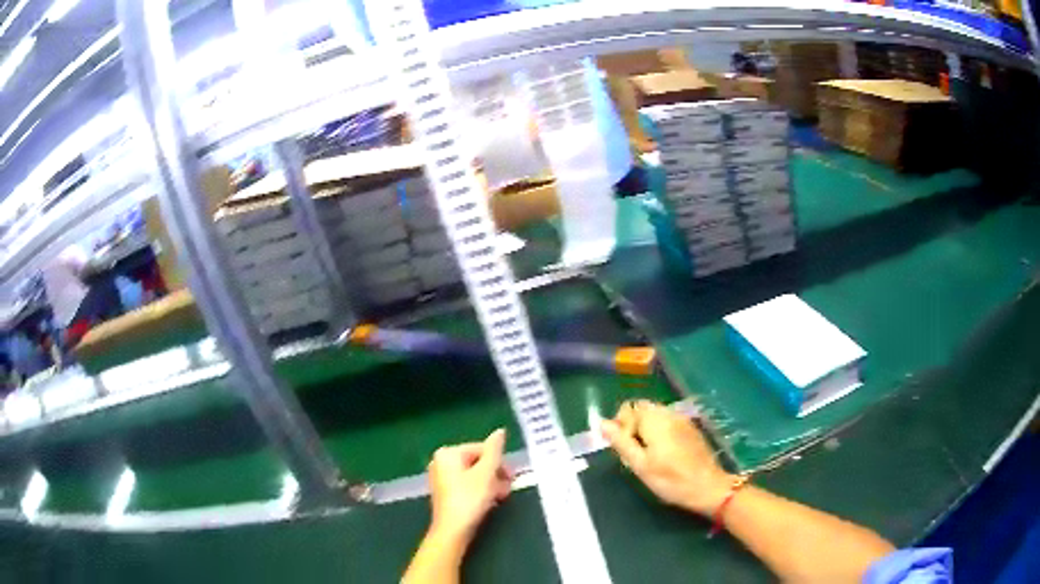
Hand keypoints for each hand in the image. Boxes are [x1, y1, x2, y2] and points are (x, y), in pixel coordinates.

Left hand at [427, 428, 513, 545]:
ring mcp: (442, 478)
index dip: (499, 462)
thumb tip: (500, 431)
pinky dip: (481, 491)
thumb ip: (494, 451)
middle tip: (507, 489)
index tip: (511, 477)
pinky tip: (490, 502)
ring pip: (474, 475)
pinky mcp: (446, 494)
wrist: (452, 530)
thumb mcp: (486, 473)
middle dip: (495, 474)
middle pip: (478, 462)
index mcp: (448, 453)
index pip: (482, 449)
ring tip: (500, 497)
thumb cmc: (469, 499)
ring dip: (491, 484)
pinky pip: (468, 485)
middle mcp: (441, 462)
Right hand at [601, 400, 733, 516]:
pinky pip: (668, 423)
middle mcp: (669, 413)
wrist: (708, 487)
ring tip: (648, 456)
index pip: (629, 408)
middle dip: (633, 427)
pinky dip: (660, 433)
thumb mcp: (640, 465)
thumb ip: (621, 442)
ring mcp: (682, 420)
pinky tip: (664, 455)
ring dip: (646, 430)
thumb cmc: (671, 480)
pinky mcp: (691, 429)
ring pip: (655, 416)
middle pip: (643, 409)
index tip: (625, 449)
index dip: (621, 426)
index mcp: (655, 420)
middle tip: (634, 454)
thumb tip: (603, 423)